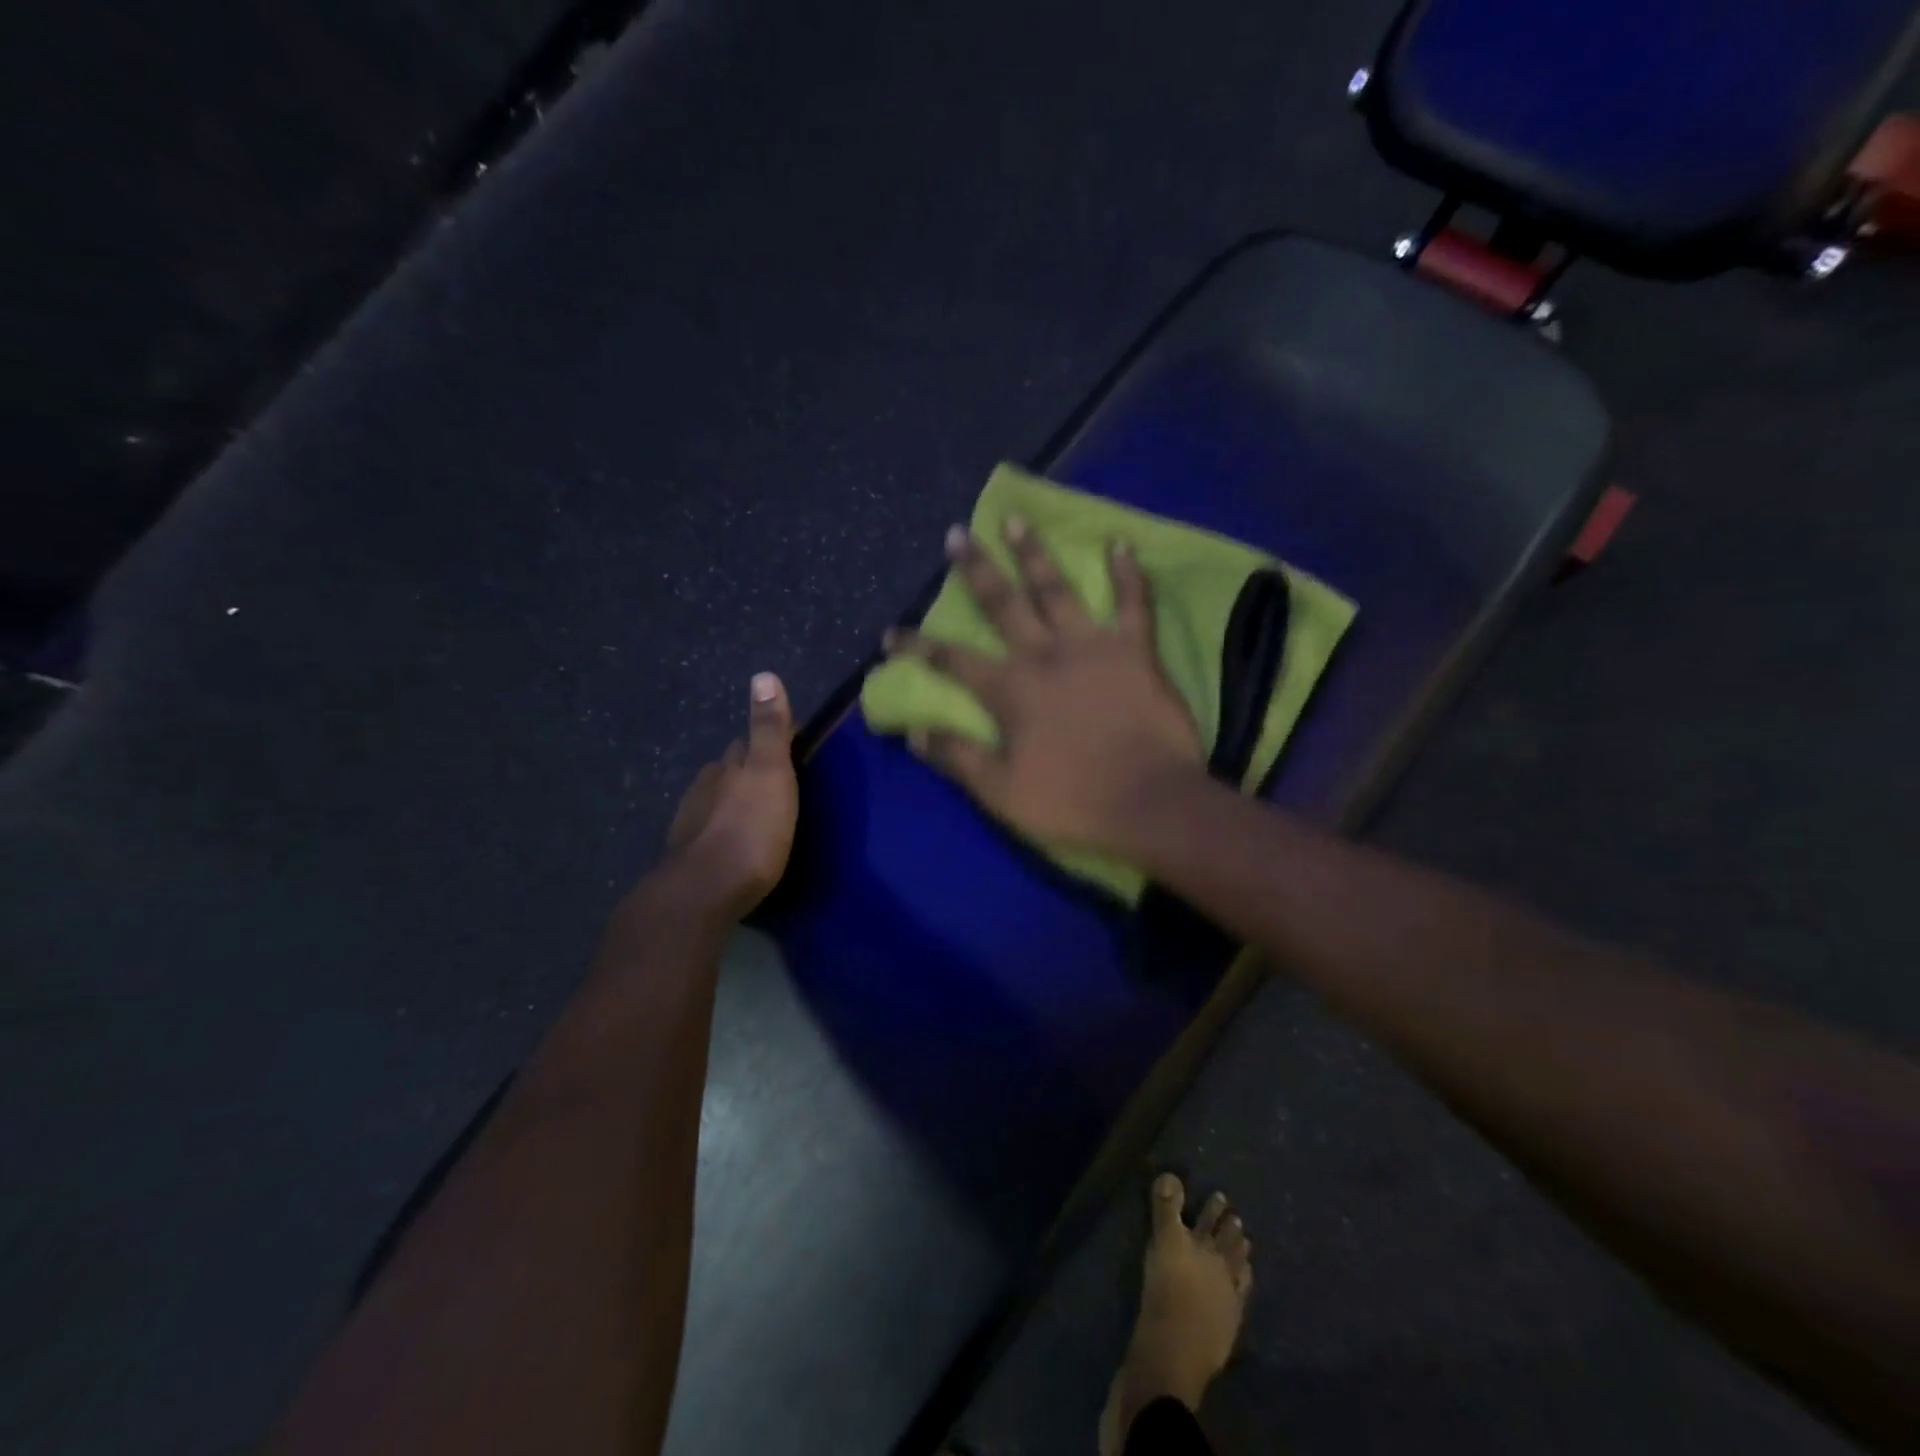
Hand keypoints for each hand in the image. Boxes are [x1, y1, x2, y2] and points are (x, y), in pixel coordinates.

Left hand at [658, 672, 798, 919]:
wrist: (704, 891)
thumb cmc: (750, 830)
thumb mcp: (771, 774)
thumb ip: (768, 729)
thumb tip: (763, 674)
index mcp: (728, 765)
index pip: (748, 742)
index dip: (770, 743)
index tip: (794, 752)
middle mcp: (705, 785)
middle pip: (730, 770)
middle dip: (750, 771)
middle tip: (781, 785)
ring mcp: (692, 820)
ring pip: (718, 800)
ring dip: (737, 802)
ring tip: (762, 816)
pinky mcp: (688, 853)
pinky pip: (711, 830)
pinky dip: (726, 830)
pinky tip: (737, 844)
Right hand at [885, 519, 1204, 852]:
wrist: (1151, 804)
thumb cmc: (1073, 802)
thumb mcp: (1002, 793)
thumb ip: (958, 757)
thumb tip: (914, 732)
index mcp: (1011, 691)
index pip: (952, 661)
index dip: (919, 646)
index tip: (892, 632)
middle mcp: (1045, 656)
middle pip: (1002, 604)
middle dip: (976, 570)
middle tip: (958, 534)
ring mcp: (1092, 646)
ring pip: (1057, 589)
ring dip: (1035, 554)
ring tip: (1018, 520)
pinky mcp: (1136, 651)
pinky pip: (1135, 603)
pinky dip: (1129, 573)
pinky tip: (1122, 543)